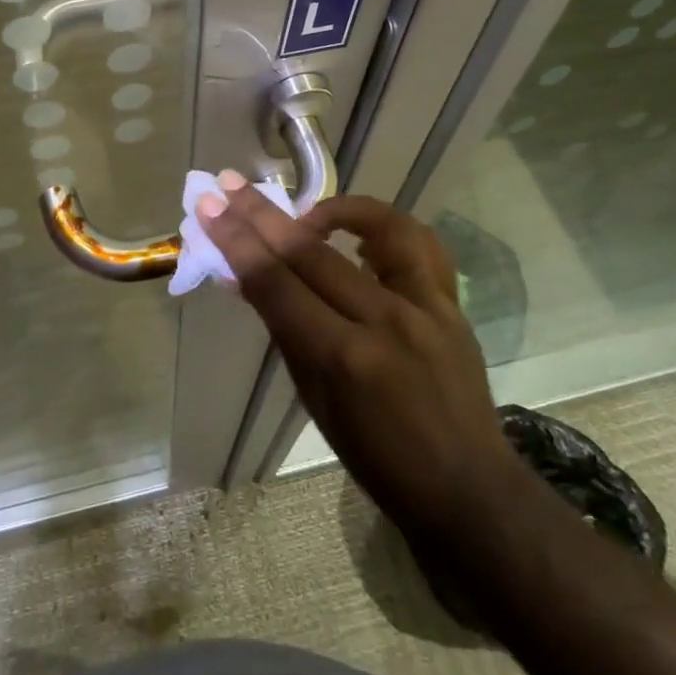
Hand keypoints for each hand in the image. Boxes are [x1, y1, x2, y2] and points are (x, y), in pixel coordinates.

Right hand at [197, 179, 521, 540]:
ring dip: (331, 207)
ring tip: (304, 209)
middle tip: (228, 185)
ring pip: (376, 229)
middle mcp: (385, 322)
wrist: (466, 489)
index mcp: (342, 359)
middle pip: (310, 252)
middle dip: (260, 215)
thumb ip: (285, 330)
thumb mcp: (315, 400)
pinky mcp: (452, 303)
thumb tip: (247, 277)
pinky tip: (361, 231)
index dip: (236, 242)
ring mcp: (426, 307)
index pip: (276, 284)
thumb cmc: (376, 459)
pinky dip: (385, 228)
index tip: (209, 208)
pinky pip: (420, 244)